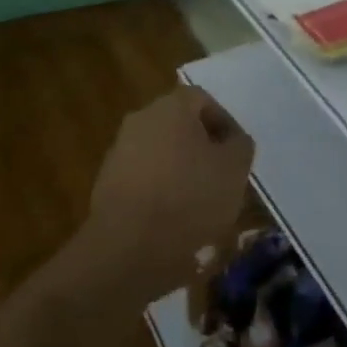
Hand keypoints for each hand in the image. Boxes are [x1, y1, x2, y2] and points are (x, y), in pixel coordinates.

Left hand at [81, 86, 254, 303]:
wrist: (128, 246)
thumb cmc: (189, 197)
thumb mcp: (235, 169)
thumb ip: (240, 145)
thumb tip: (232, 140)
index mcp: (171, 106)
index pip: (203, 100)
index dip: (225, 124)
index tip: (237, 155)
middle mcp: (141, 119)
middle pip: (180, 126)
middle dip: (202, 149)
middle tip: (221, 178)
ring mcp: (120, 151)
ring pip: (161, 153)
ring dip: (181, 172)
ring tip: (200, 206)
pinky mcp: (107, 183)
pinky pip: (144, 180)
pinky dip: (160, 193)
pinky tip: (173, 221)